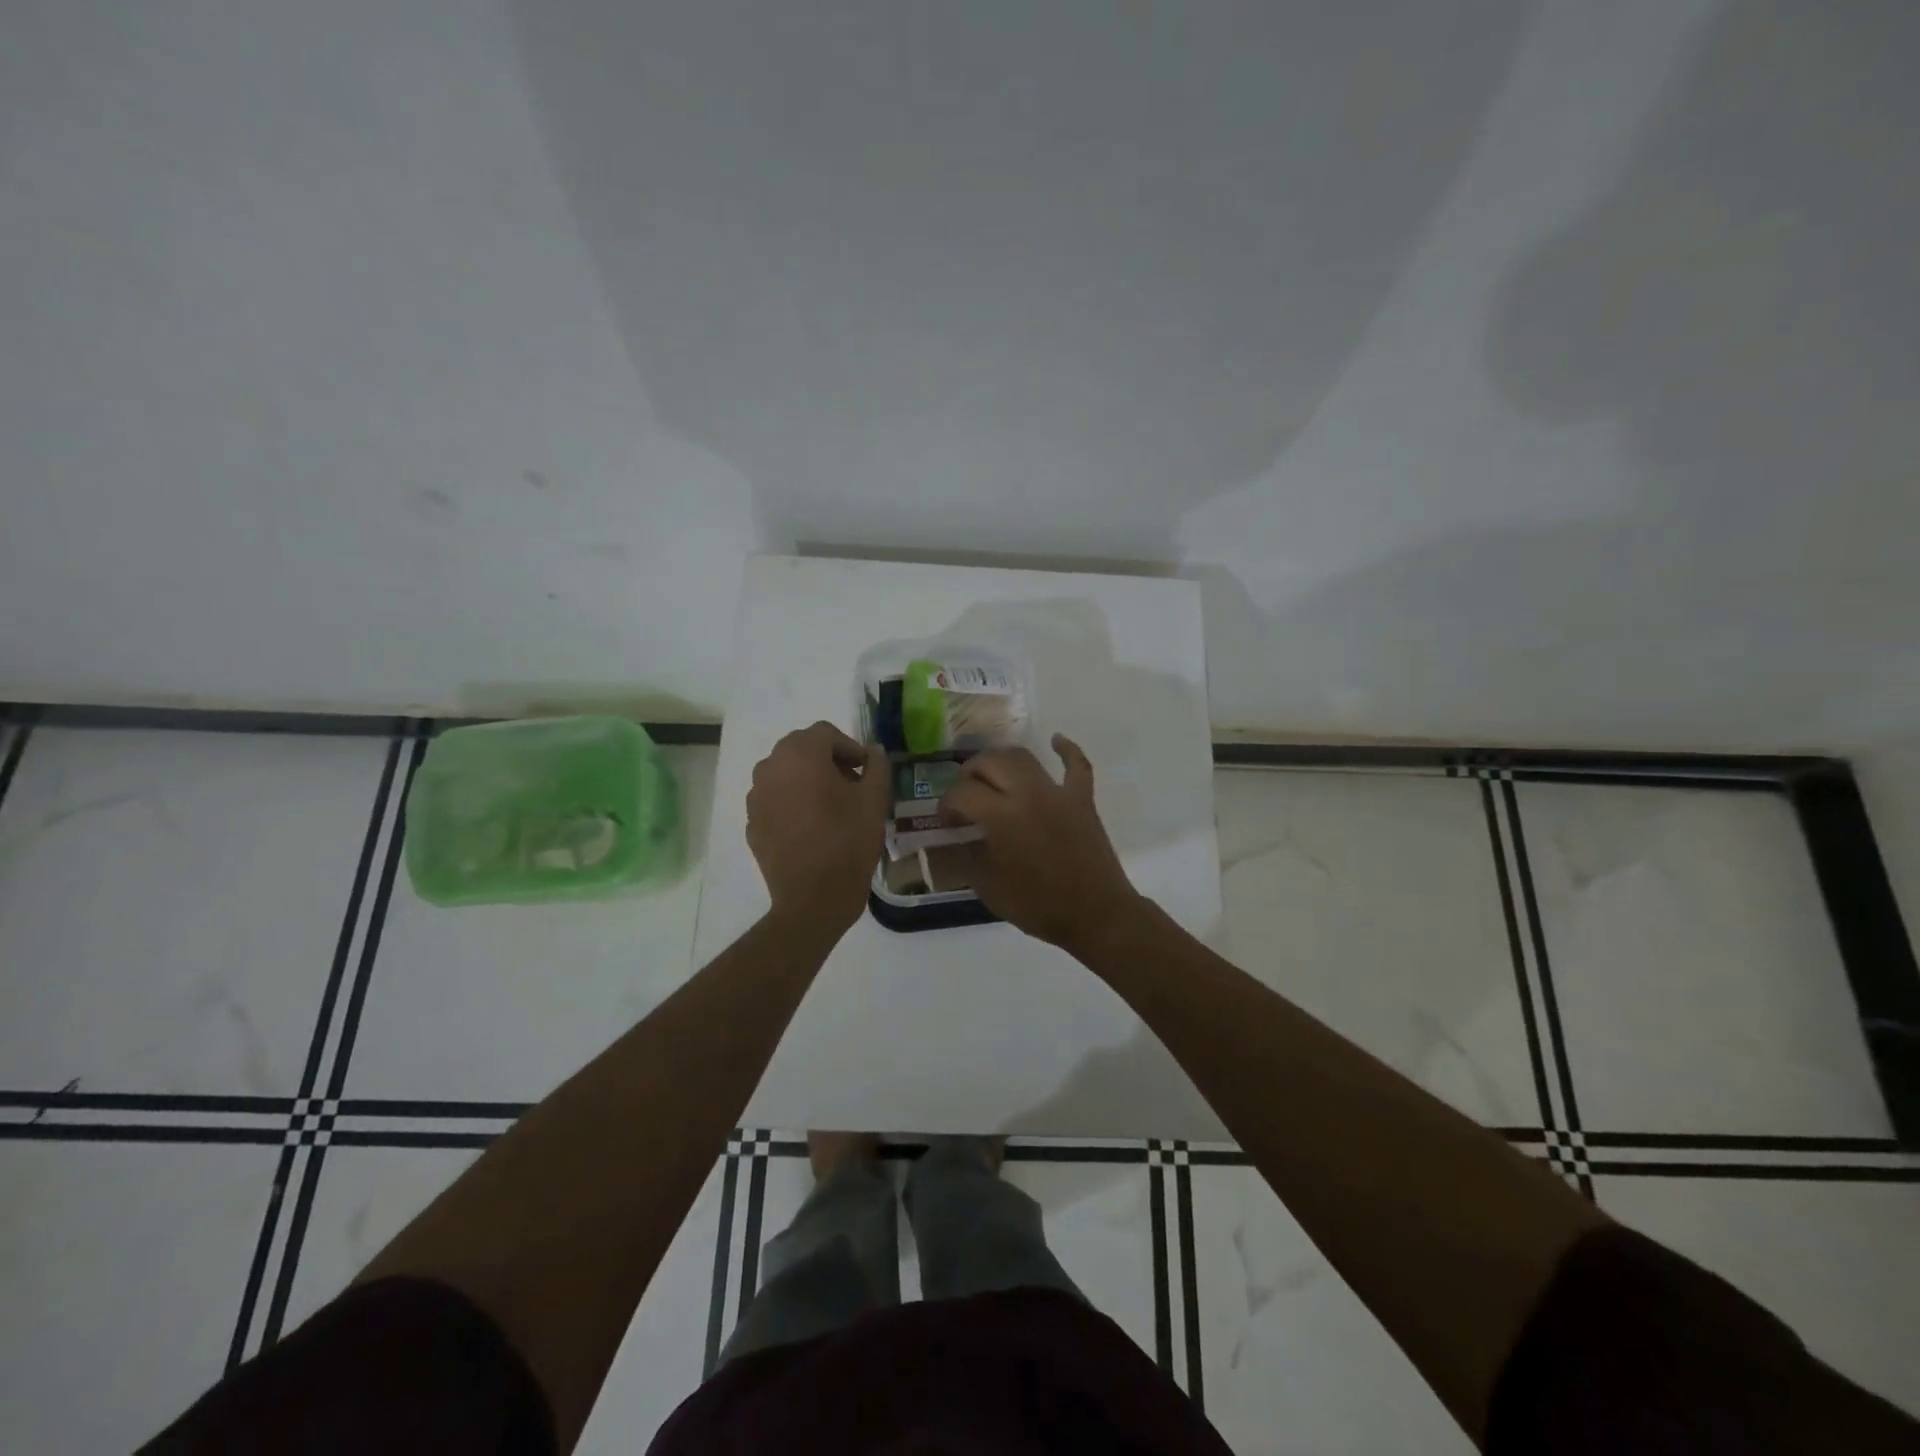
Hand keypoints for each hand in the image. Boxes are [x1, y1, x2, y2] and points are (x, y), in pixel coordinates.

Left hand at [746, 721, 889, 935]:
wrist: (813, 899)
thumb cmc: (848, 841)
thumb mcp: (875, 799)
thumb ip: (877, 766)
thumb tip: (873, 751)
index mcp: (800, 754)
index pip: (826, 733)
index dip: (851, 748)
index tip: (867, 772)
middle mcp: (770, 767)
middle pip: (802, 749)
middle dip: (828, 761)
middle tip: (852, 786)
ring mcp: (756, 796)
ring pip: (786, 774)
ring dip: (808, 781)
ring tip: (832, 807)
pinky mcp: (752, 823)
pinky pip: (775, 800)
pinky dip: (792, 803)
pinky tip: (812, 828)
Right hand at [940, 734, 1143, 953]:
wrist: (1096, 914)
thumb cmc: (1038, 905)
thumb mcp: (988, 887)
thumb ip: (965, 855)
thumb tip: (953, 836)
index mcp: (1001, 816)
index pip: (962, 793)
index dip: (946, 805)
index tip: (945, 821)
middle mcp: (1027, 793)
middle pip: (989, 763)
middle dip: (968, 775)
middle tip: (963, 796)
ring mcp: (1057, 792)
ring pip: (1023, 757)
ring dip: (1001, 761)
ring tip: (992, 775)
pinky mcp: (1082, 798)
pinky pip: (1076, 765)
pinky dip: (1065, 749)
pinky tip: (1055, 741)